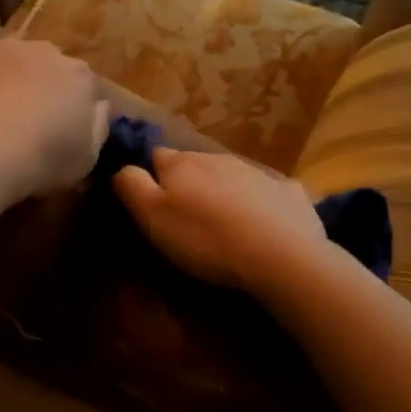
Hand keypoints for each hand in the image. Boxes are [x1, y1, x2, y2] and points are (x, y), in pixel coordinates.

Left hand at [0, 21, 109, 201]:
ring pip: (14, 49)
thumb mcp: (87, 157)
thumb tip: (101, 106)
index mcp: (80, 78)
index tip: (65, 125)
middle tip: (30, 113)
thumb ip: (98, 127)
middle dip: (44, 80)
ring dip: (11, 66)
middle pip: (50, 61)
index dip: (75, 102)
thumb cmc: (45, 158)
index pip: (85, 82)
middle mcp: (46, 52)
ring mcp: (4, 48)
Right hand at [113, 147, 328, 290]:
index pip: (156, 156)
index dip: (150, 176)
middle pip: (194, 164)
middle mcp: (219, 158)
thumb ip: (131, 186)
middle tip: (185, 217)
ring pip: (230, 175)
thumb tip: (122, 168)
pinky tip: (262, 225)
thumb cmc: (205, 239)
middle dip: (188, 183)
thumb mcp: (152, 217)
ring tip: (221, 224)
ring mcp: (257, 173)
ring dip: (222, 192)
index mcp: (182, 164)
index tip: (149, 200)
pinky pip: (267, 192)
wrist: (280, 255)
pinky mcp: (288, 193)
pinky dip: (260, 203)